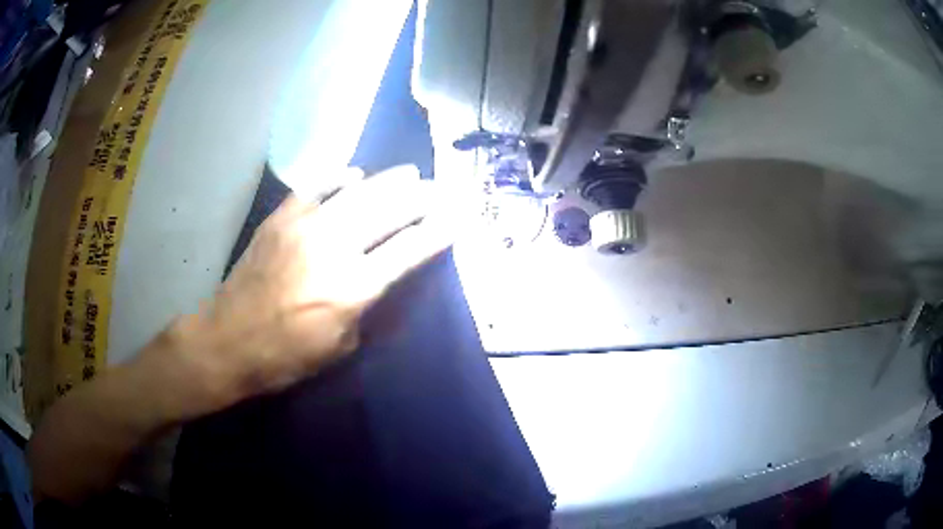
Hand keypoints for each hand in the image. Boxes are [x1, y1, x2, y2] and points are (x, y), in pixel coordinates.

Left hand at [151, 165, 452, 416]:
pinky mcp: (279, 220)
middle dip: (420, 198)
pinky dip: (336, 177)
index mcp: (353, 288)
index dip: (437, 232)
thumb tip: (385, 277)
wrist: (228, 341)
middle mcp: (333, 248)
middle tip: (439, 188)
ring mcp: (303, 227)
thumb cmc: (286, 357)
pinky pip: (313, 188)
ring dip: (387, 180)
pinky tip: (353, 173)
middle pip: (388, 211)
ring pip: (356, 192)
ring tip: (409, 172)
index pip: (408, 250)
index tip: (458, 218)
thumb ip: (368, 307)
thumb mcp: (341, 347)